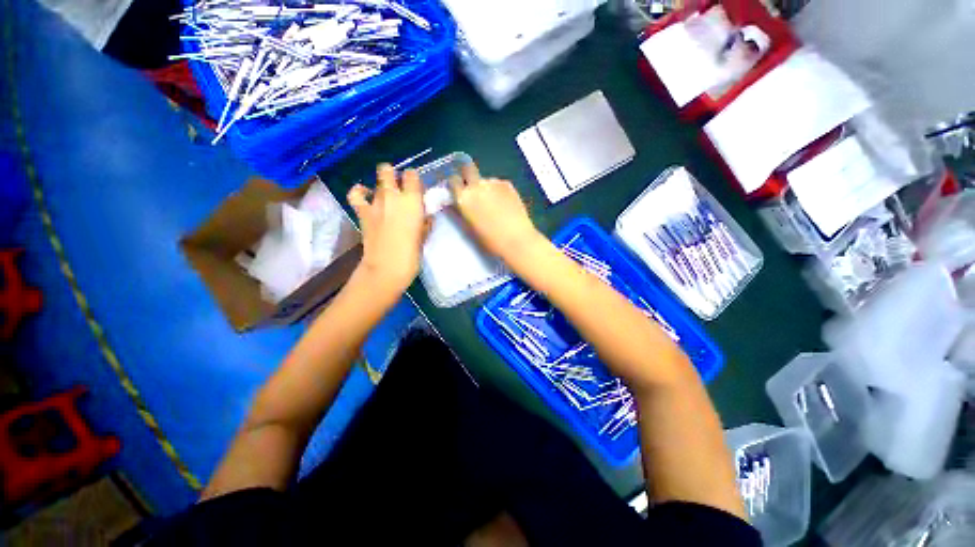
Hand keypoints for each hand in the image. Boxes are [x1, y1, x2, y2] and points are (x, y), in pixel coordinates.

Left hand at [347, 164, 427, 297]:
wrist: (388, 266)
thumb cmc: (412, 253)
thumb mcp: (424, 235)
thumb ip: (425, 222)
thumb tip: (425, 216)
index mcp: (412, 201)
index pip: (412, 175)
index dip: (413, 179)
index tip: (416, 189)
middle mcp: (393, 196)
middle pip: (388, 170)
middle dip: (392, 175)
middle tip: (399, 189)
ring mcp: (375, 202)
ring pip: (376, 181)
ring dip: (381, 186)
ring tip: (385, 197)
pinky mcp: (362, 212)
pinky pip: (356, 194)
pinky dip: (360, 192)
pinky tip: (364, 194)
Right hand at [450, 163, 541, 261]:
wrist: (517, 240)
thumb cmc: (490, 241)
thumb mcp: (469, 229)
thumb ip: (460, 213)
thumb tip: (455, 204)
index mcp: (463, 198)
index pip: (452, 181)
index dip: (455, 185)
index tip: (458, 192)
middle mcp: (476, 186)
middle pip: (467, 169)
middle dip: (467, 176)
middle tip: (473, 191)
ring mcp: (493, 183)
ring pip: (484, 179)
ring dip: (485, 187)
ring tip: (493, 203)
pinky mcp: (508, 184)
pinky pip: (497, 184)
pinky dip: (498, 191)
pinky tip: (504, 204)